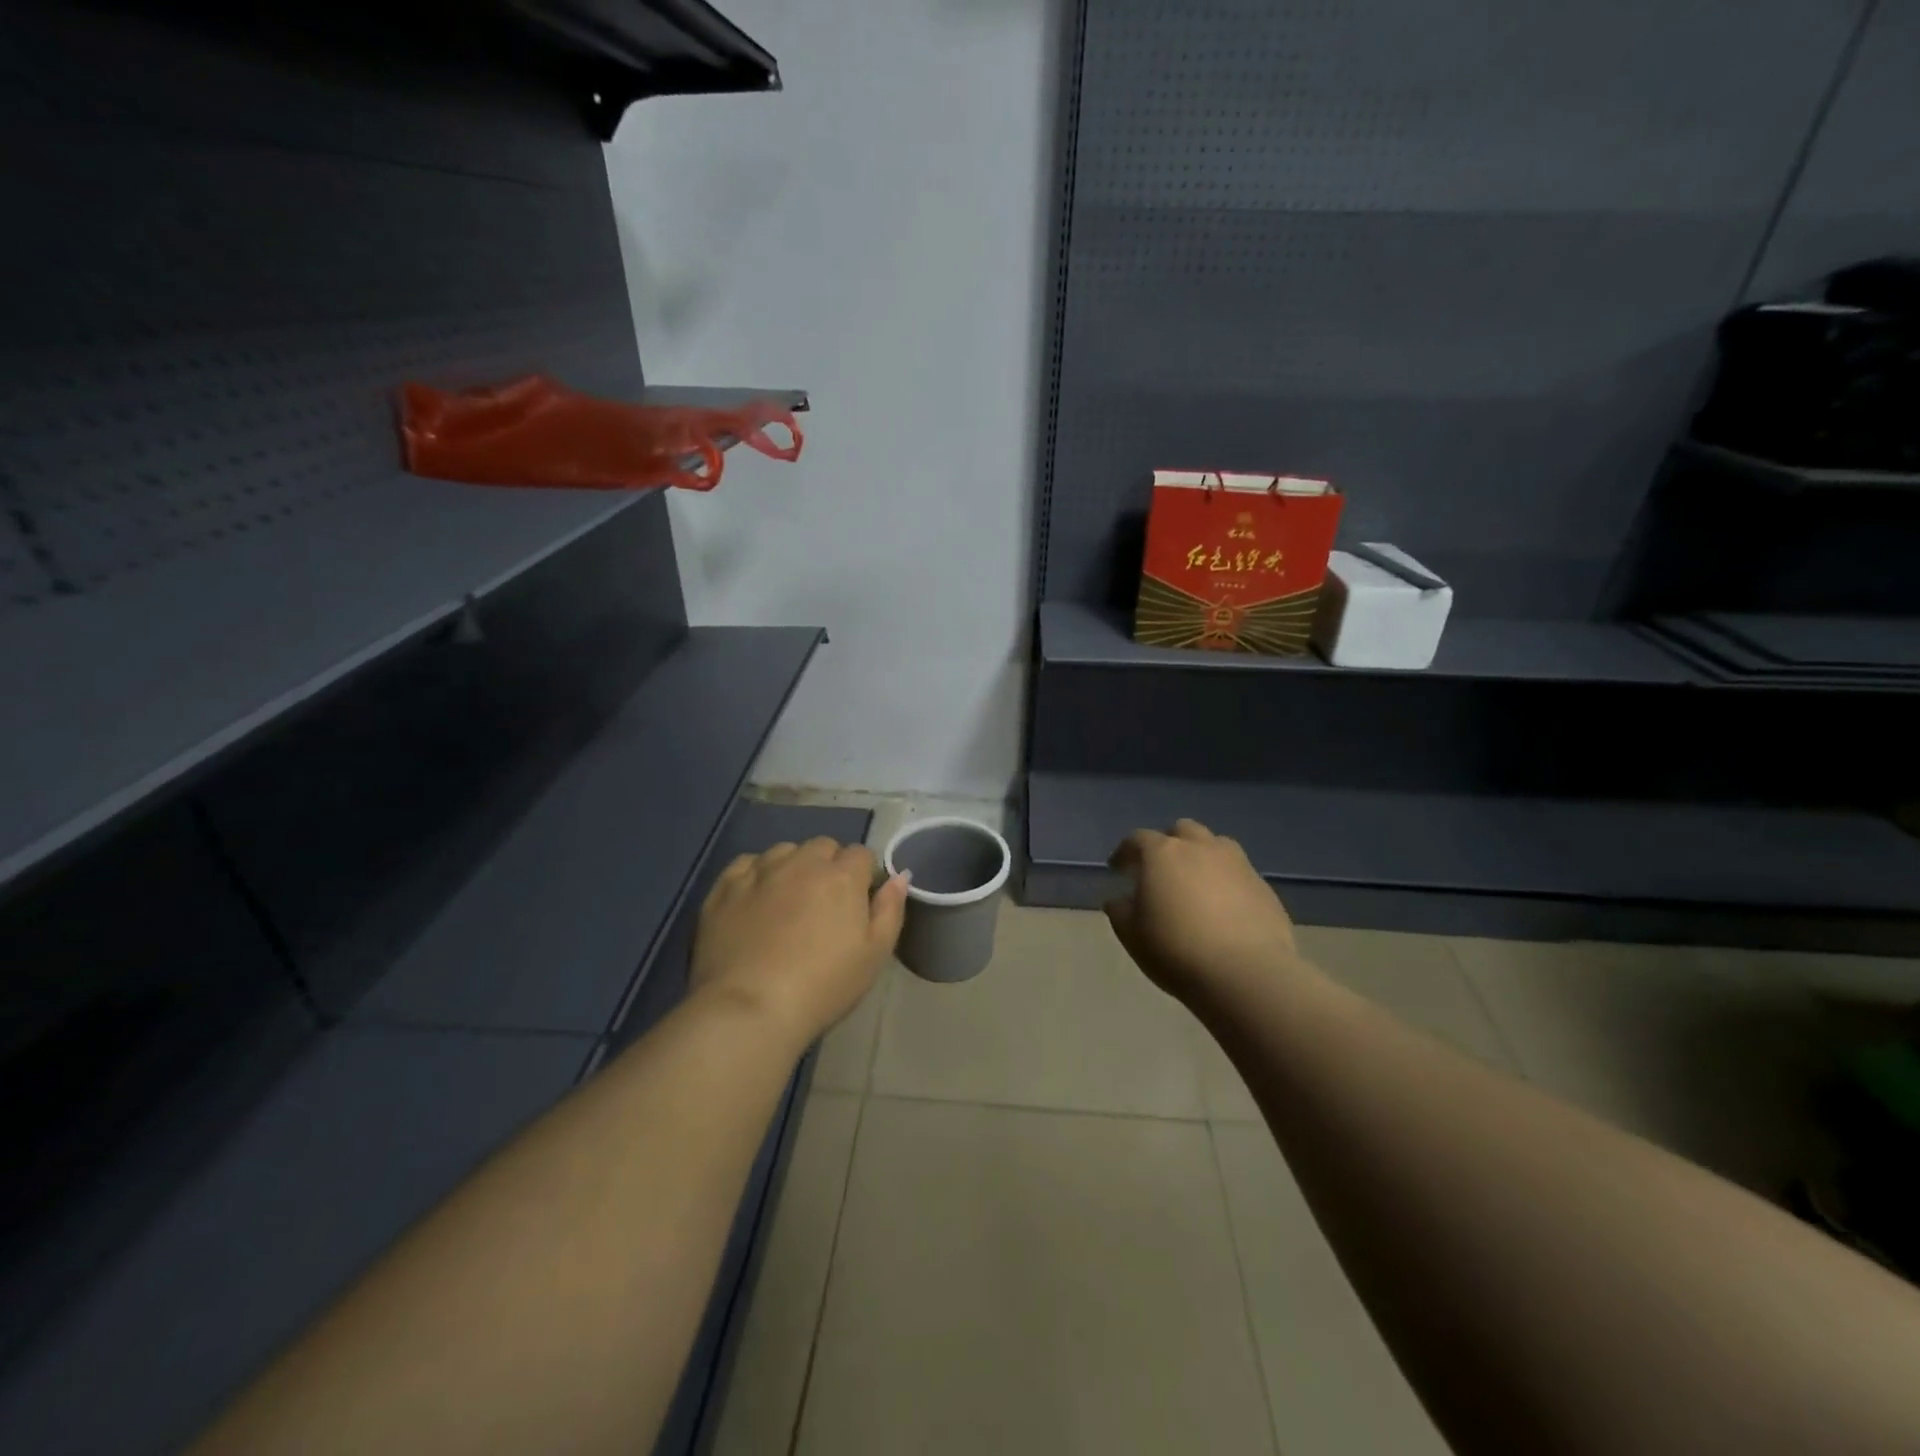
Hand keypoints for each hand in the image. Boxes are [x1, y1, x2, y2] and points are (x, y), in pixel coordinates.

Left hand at [691, 838, 908, 1046]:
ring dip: (793, 866)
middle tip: (825, 904)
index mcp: (842, 876)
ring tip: (788, 900)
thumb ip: (891, 909)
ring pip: (784, 851)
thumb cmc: (823, 985)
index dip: (863, 876)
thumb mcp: (874, 954)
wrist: (750, 1008)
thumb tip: (900, 875)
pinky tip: (755, 898)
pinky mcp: (725, 887)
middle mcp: (802, 862)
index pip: (861, 854)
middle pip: (823, 846)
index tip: (858, 904)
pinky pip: (746, 863)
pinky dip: (755, 873)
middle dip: (829, 866)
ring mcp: (759, 871)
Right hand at [1104, 819, 1297, 1006]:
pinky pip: (1239, 873)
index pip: (1137, 839)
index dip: (1125, 852)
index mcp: (1163, 854)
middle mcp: (1201, 848)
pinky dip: (1227, 882)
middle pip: (1182, 830)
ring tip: (1196, 883)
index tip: (1118, 869)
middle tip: (1161, 870)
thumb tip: (1120, 900)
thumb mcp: (1132, 935)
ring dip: (1202, 856)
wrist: (1246, 974)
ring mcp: (1237, 864)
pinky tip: (1225, 909)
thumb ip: (1120, 911)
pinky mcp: (1264, 887)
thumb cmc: (1176, 950)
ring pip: (1216, 845)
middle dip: (1169, 843)